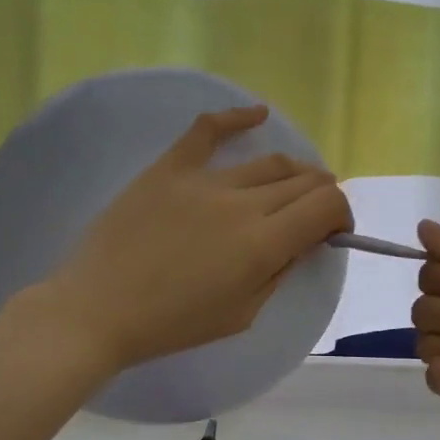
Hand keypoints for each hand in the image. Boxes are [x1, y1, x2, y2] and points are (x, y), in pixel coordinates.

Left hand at [33, 106, 353, 371]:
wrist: (98, 310)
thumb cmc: (172, 325)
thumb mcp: (242, 314)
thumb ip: (279, 272)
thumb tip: (302, 241)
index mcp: (263, 243)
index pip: (326, 205)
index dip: (341, 215)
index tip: (332, 232)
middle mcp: (242, 203)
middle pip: (302, 180)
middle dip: (320, 195)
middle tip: (313, 214)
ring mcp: (203, 180)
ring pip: (266, 162)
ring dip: (291, 172)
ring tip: (292, 184)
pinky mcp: (168, 168)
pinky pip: (207, 131)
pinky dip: (237, 118)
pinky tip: (258, 114)